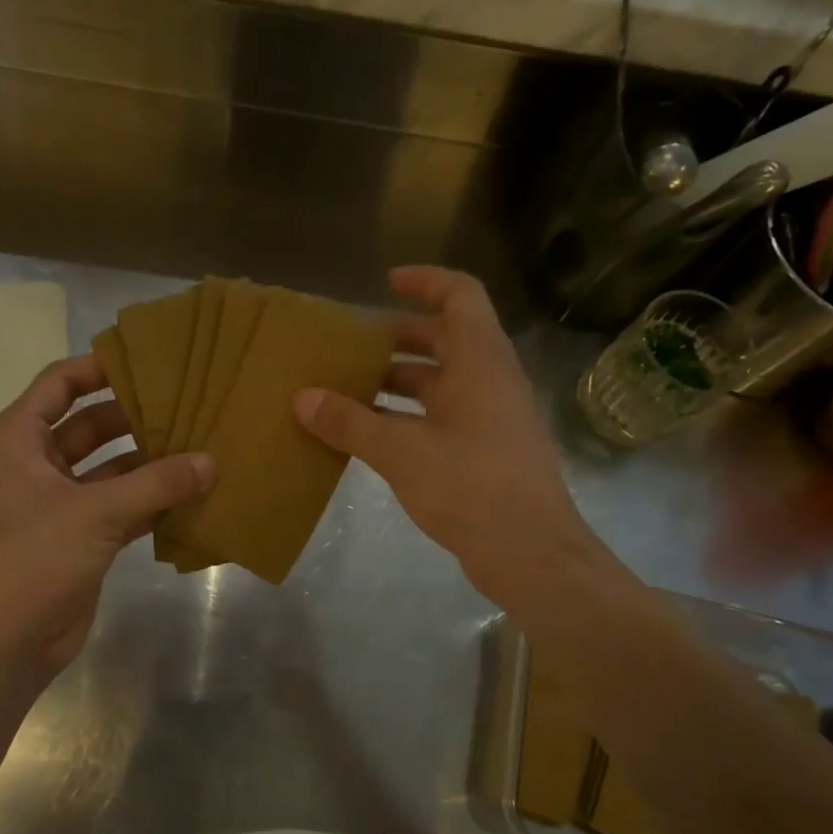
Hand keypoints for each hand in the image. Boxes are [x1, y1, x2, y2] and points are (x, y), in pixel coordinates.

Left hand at [0, 355, 212, 676]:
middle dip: (136, 417)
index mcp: (20, 441)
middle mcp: (38, 465)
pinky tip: (192, 494)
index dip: (99, 368)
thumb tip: (210, 461)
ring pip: (111, 470)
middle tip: (189, 405)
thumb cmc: (34, 558)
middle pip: (91, 426)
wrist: (5, 641)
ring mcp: (60, 504)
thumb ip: (156, 483)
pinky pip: (122, 507)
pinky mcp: (82, 539)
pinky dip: (151, 502)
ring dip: (149, 463)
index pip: (60, 384)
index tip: (149, 361)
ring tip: (200, 446)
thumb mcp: (96, 512)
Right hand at [295, 267, 629, 629]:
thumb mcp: (401, 451)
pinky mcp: (487, 451)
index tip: (387, 283)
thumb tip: (302, 398)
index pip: (460, 295)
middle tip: (353, 347)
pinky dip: (409, 416)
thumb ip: (350, 422)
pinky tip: (372, 435)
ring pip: (442, 382)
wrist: (530, 552)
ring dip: (399, 382)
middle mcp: (491, 380)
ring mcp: (492, 417)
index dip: (426, 281)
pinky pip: (443, 416)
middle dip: (399, 339)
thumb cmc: (470, 486)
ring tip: (349, 389)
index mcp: (480, 361)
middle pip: (446, 339)